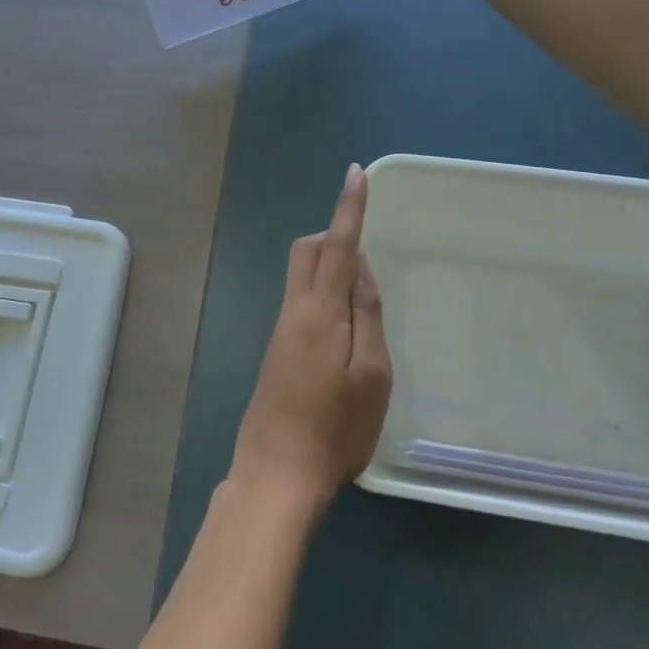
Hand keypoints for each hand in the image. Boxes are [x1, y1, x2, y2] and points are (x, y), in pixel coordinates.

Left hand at [231, 163, 392, 508]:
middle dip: (332, 237)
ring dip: (328, 269)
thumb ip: (366, 315)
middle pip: (305, 252)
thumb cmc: (335, 429)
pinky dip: (322, 296)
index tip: (355, 174)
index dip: (348, 209)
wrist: (276, 474)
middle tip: (366, 256)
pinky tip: (344, 332)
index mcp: (319, 312)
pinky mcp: (276, 352)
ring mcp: (280, 332)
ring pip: (300, 277)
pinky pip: (300, 302)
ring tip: (364, 301)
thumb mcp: (371, 374)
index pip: (336, 246)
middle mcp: (293, 312)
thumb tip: (357, 268)